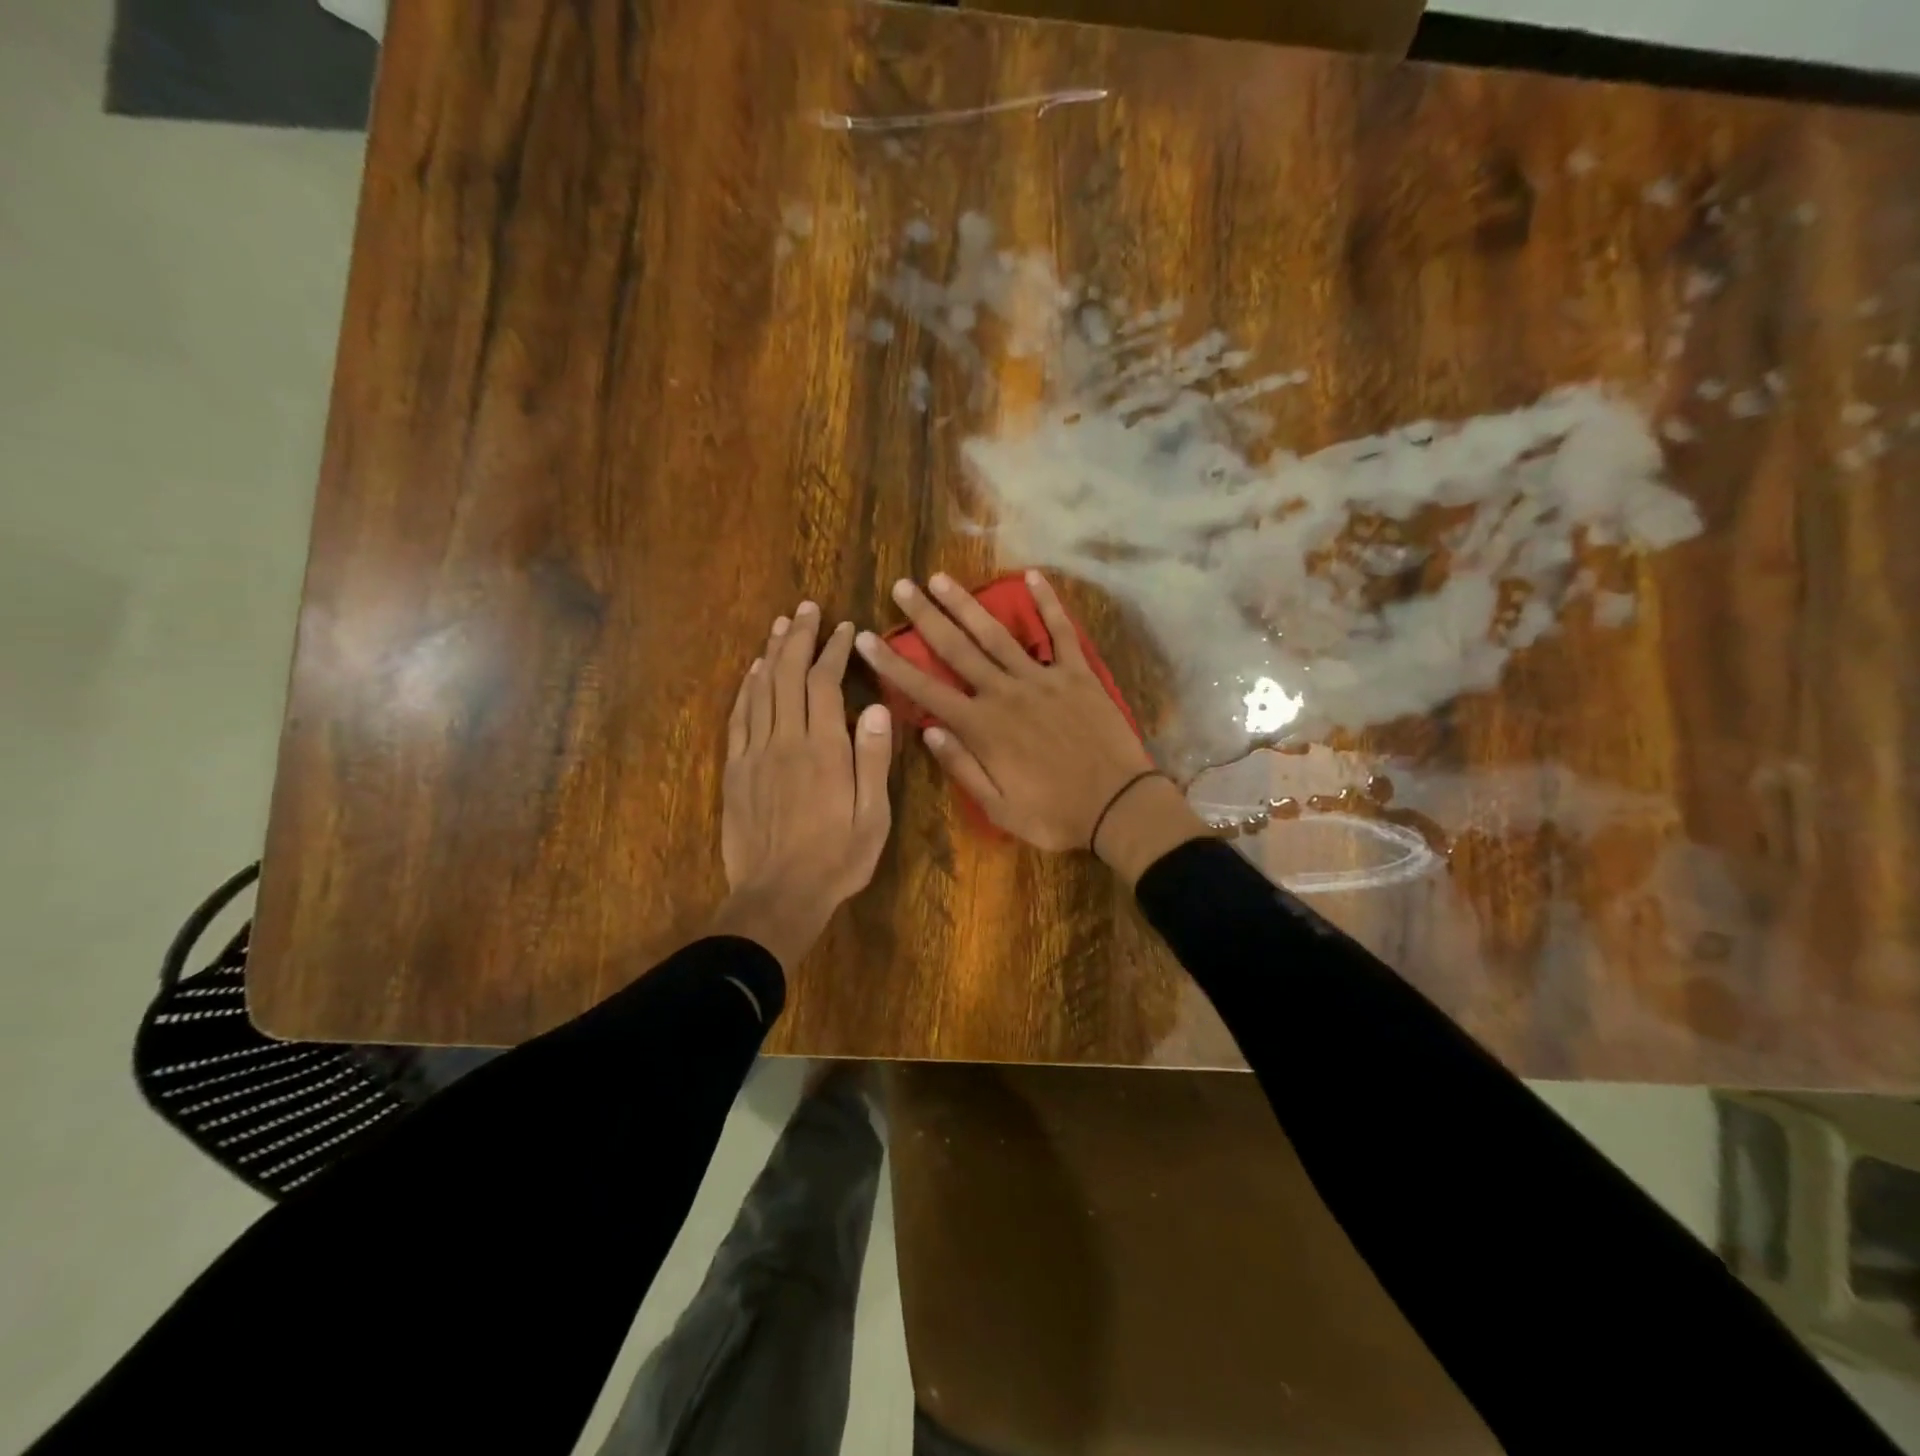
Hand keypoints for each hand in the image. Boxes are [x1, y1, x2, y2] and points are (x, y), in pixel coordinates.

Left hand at [709, 603, 893, 971]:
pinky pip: (739, 717)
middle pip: (789, 675)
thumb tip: (879, 708)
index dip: (834, 651)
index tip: (845, 628)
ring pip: (761, 689)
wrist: (777, 895)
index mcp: (825, 750)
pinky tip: (753, 672)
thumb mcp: (873, 817)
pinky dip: (746, 688)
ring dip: (772, 653)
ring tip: (781, 625)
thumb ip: (874, 760)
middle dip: (800, 638)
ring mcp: (756, 753)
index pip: (826, 684)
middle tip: (808, 609)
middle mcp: (787, 740)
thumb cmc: (836, 860)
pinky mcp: (736, 770)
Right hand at [854, 570, 1175, 855]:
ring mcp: (1043, 679)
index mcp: (983, 727)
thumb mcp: (999, 808)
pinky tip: (1032, 576)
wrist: (1119, 806)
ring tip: (942, 578)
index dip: (892, 663)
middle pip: (957, 649)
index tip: (866, 638)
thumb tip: (927, 730)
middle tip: (902, 586)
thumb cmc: (1055, 814)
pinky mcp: (1078, 674)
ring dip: (967, 604)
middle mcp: (1006, 693)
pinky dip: (1048, 603)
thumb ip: (962, 767)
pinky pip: (1061, 632)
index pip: (925, 690)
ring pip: (997, 634)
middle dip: (926, 617)